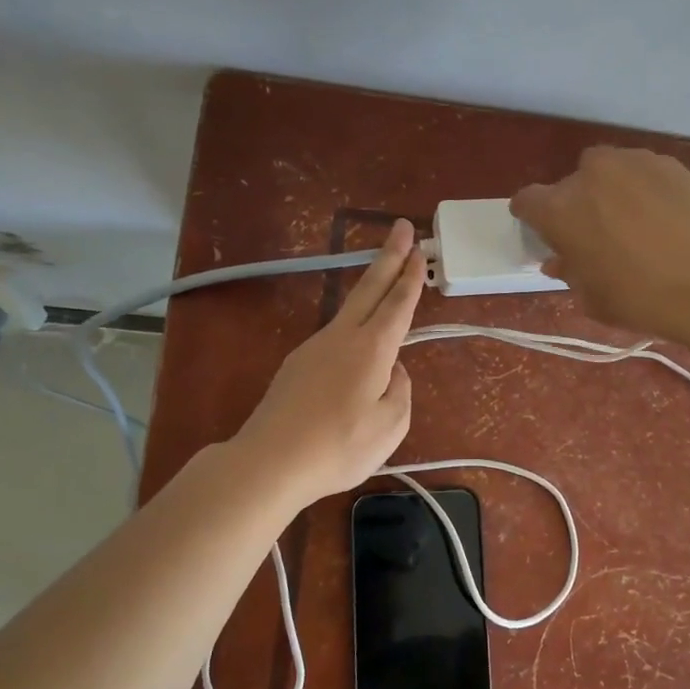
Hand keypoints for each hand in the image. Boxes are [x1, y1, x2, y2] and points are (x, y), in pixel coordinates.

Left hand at [232, 219, 424, 505]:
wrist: (270, 461)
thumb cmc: (339, 446)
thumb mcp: (391, 426)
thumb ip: (400, 392)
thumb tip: (392, 372)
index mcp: (371, 349)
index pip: (397, 304)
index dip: (411, 277)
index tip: (419, 249)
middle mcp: (342, 338)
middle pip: (369, 288)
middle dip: (388, 256)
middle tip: (401, 227)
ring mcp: (314, 348)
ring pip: (349, 309)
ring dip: (370, 287)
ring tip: (385, 277)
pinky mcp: (296, 365)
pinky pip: (334, 337)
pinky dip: (353, 324)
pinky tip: (357, 344)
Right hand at [512, 147, 689, 340]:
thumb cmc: (641, 298)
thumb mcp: (593, 298)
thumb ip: (570, 273)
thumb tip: (561, 260)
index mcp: (559, 209)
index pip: (527, 201)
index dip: (531, 217)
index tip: (542, 232)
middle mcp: (590, 175)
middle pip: (570, 185)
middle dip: (575, 206)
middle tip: (593, 236)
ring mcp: (632, 162)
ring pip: (607, 172)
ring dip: (609, 192)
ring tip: (631, 225)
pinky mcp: (669, 163)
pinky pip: (642, 173)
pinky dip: (643, 190)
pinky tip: (662, 219)